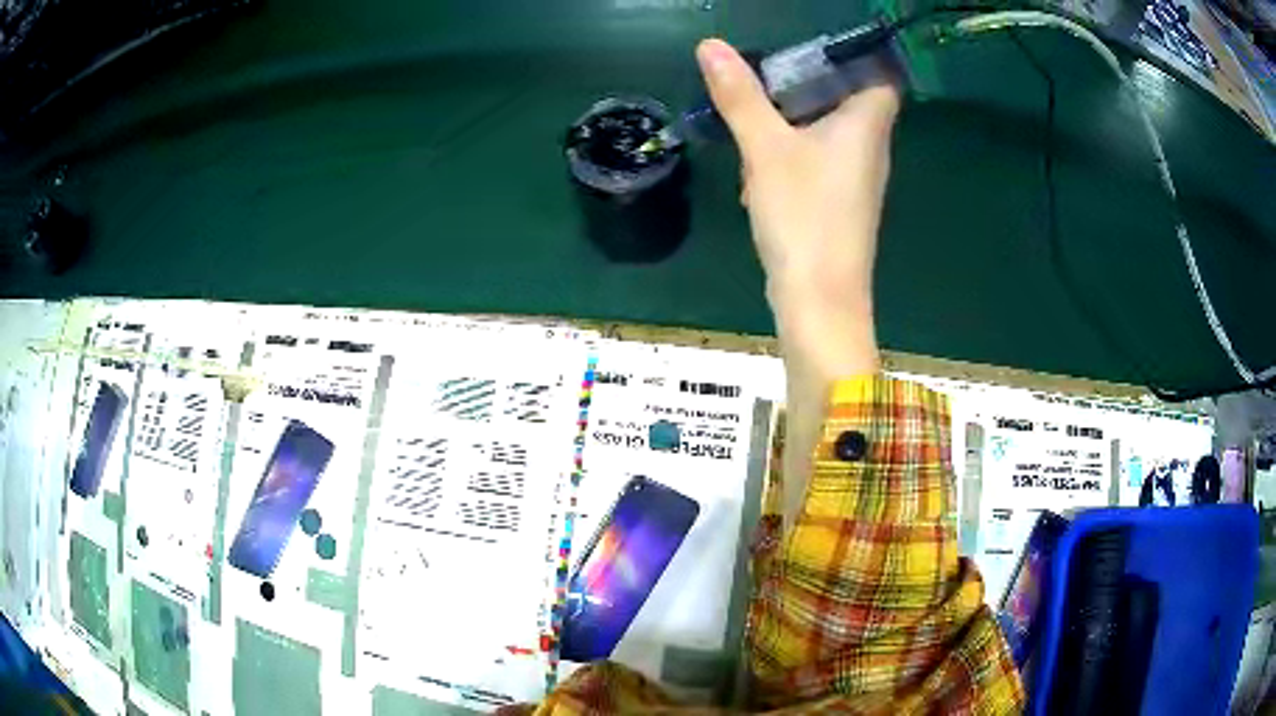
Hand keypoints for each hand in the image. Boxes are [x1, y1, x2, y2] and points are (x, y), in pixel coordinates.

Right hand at [696, 38, 899, 525]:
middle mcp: (870, 147)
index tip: (813, 42)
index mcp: (866, 125)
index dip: (855, 53)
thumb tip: (711, 45)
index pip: (881, 74)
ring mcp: (856, 176)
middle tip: (766, 68)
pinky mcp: (838, 201)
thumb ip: (741, 97)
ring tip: (753, 106)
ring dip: (794, 115)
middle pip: (850, 96)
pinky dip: (792, 149)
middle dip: (809, 79)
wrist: (819, 302)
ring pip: (830, 128)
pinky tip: (758, 158)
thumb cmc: (804, 217)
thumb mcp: (765, 149)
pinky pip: (819, 157)